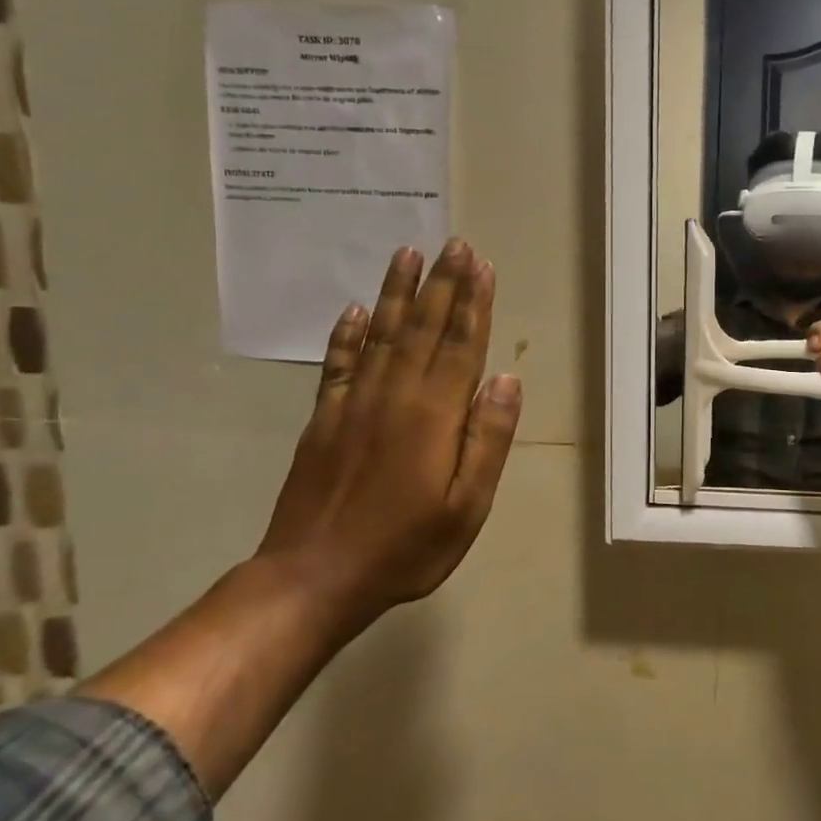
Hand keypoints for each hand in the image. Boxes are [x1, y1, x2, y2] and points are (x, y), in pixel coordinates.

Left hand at [259, 238, 522, 615]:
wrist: (314, 577)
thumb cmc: (405, 547)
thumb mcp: (467, 506)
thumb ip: (488, 440)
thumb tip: (506, 381)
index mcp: (434, 415)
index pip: (461, 345)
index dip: (473, 303)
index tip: (480, 265)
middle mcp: (394, 395)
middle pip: (423, 328)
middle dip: (442, 284)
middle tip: (453, 243)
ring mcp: (353, 404)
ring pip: (381, 334)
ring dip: (398, 293)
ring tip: (408, 255)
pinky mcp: (323, 419)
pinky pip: (338, 364)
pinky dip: (348, 334)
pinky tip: (356, 310)